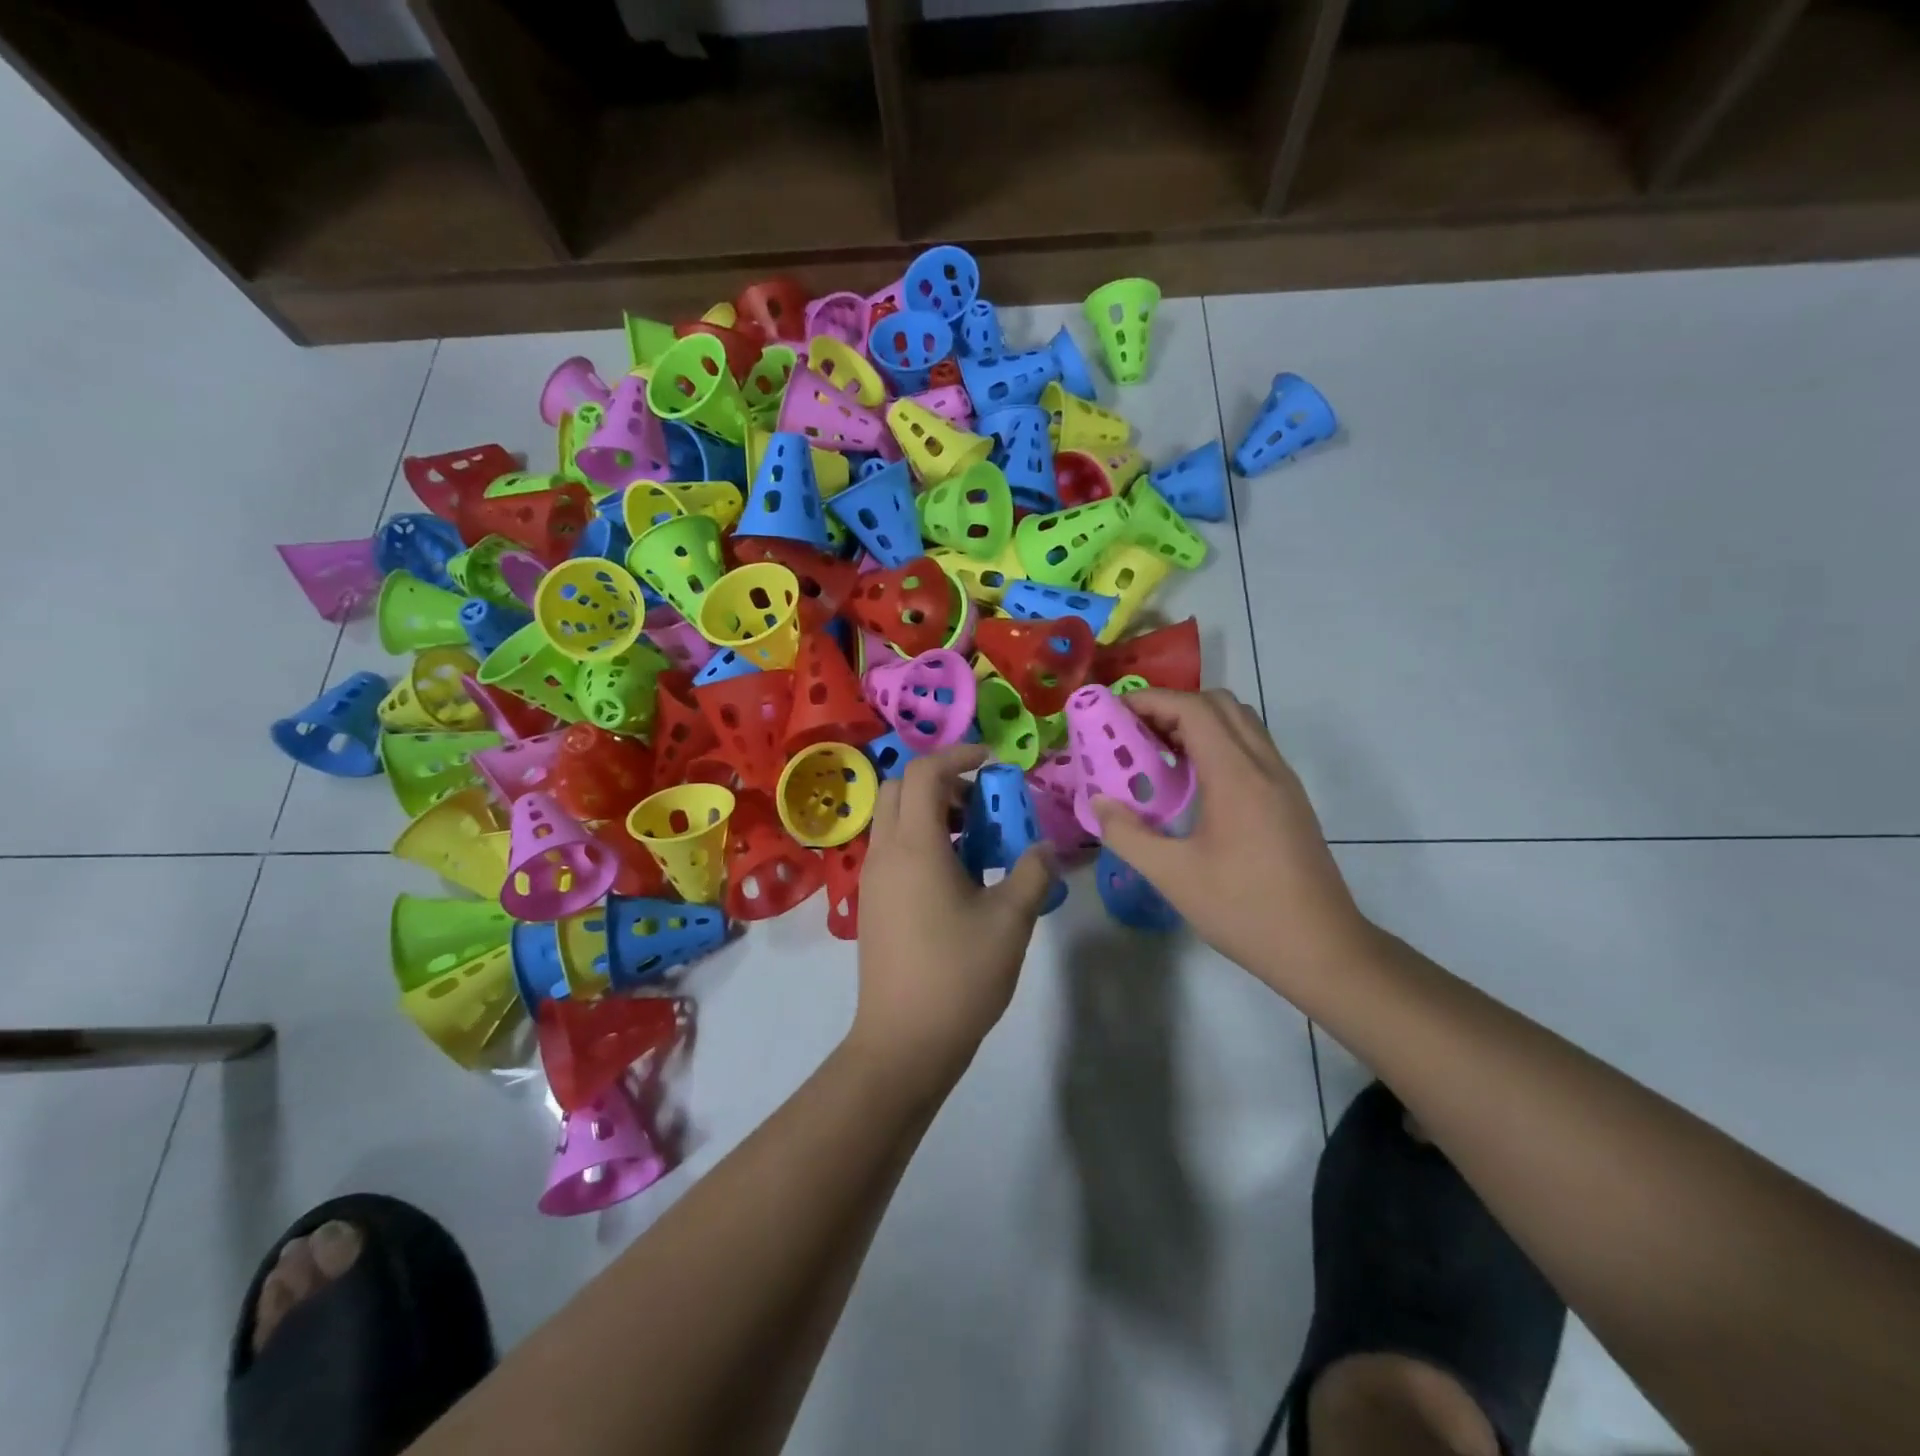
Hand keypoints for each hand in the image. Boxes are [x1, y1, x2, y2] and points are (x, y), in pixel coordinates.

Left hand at [850, 744, 1056, 1097]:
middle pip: (901, 788)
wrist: (903, 1041)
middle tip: (981, 804)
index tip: (993, 762)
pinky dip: (920, 841)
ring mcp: (872, 879)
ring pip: (893, 820)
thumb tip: (1045, 848)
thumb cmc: (959, 975)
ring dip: (930, 813)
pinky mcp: (872, 904)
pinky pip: (891, 849)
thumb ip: (1032, 873)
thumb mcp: (1011, 920)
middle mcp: (884, 853)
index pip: (925, 772)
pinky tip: (956, 878)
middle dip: (941, 781)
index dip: (959, 755)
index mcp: (915, 846)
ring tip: (974, 842)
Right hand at [1089, 689, 1372, 988]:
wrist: (1322, 948)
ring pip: (1240, 722)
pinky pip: (1251, 747)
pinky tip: (1192, 782)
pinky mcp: (1289, 798)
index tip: (1114, 712)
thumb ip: (1128, 834)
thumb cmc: (1244, 910)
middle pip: (1219, 703)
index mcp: (1237, 776)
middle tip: (1135, 732)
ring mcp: (1282, 780)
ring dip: (1197, 722)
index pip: (1193, 708)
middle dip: (1172, 706)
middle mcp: (1264, 765)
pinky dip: (1217, 743)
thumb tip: (1099, 802)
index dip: (1150, 700)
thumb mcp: (1173, 876)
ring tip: (1159, 752)